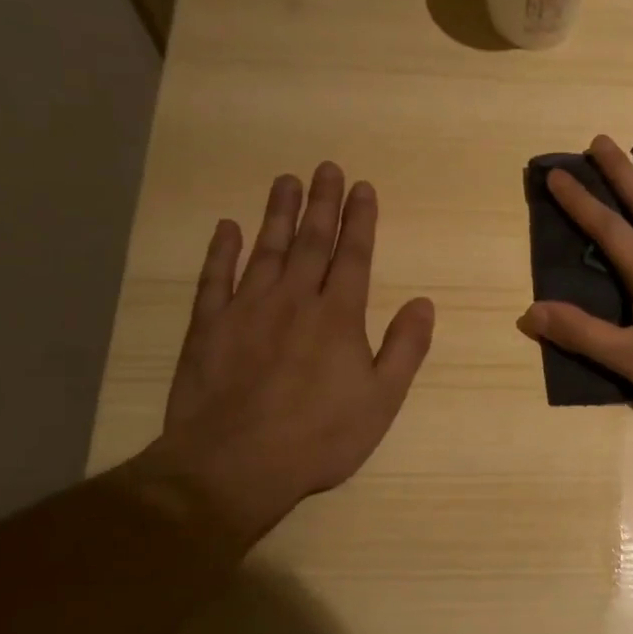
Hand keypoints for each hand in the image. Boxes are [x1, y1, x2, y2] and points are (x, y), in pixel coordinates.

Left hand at [137, 163, 434, 548]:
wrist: (234, 465)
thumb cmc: (319, 437)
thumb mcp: (381, 400)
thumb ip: (404, 348)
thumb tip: (424, 303)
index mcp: (339, 316)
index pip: (354, 256)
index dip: (360, 220)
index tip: (362, 187)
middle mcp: (294, 300)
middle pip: (312, 241)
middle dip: (322, 203)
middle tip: (326, 167)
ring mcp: (247, 309)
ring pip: (266, 249)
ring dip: (278, 213)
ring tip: (286, 180)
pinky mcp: (208, 327)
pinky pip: (215, 278)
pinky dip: (221, 251)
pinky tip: (227, 228)